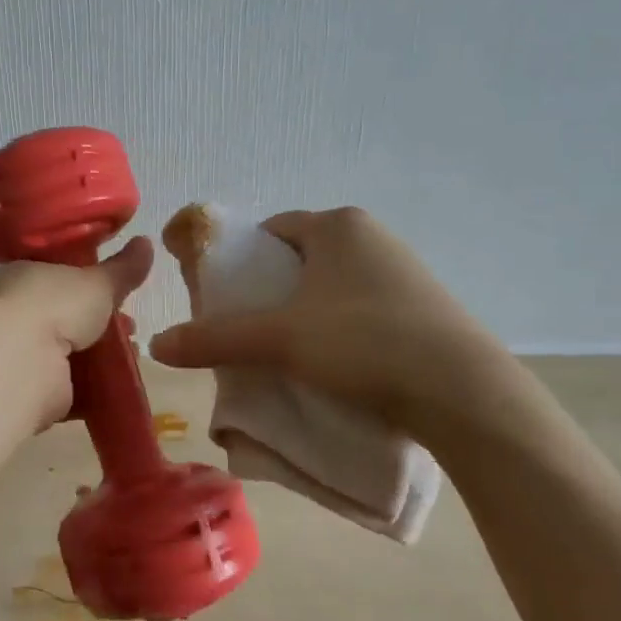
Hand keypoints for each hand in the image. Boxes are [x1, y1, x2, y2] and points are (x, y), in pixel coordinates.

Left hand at [0, 237, 154, 423]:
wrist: (17, 364)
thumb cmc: (53, 307)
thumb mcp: (97, 282)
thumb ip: (122, 269)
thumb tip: (146, 241)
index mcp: (24, 277)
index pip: (59, 276)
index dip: (91, 285)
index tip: (120, 294)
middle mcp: (18, 314)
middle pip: (65, 318)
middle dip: (100, 325)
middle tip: (130, 330)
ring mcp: (22, 355)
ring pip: (68, 355)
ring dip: (99, 359)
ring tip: (131, 360)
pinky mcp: (31, 393)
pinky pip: (68, 390)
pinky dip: (91, 392)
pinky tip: (118, 390)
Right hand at [150, 208, 529, 449]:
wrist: (465, 395)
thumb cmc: (364, 344)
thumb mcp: (280, 340)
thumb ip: (216, 338)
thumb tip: (156, 345)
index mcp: (337, 226)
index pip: (271, 231)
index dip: (243, 262)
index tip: (226, 299)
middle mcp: (372, 237)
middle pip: (300, 260)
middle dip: (272, 292)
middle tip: (252, 331)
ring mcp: (404, 271)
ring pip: (333, 286)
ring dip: (307, 313)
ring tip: (290, 354)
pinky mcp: (424, 307)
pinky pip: (363, 308)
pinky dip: (341, 328)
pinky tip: (338, 365)